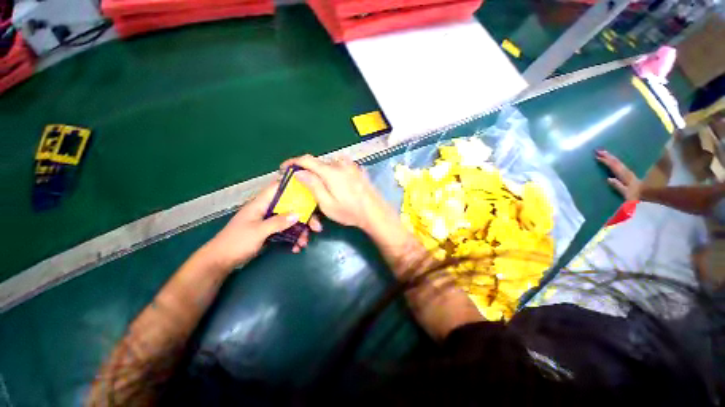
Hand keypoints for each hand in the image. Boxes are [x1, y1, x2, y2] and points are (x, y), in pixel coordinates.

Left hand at [205, 181, 322, 269]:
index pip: (278, 187)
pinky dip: (293, 238)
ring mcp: (270, 221)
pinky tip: (295, 248)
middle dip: (305, 216)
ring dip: (301, 231)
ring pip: (291, 220)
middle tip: (316, 227)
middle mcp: (268, 209)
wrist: (221, 262)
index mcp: (261, 203)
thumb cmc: (236, 242)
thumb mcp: (257, 232)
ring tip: (304, 243)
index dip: (294, 186)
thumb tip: (298, 214)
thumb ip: (277, 222)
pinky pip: (287, 231)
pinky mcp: (271, 232)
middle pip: (291, 206)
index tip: (311, 190)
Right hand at [280, 155, 395, 233]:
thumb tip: (299, 172)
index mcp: (331, 172)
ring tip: (320, 185)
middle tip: (303, 183)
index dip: (293, 162)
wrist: (375, 212)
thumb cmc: (350, 212)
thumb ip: (313, 186)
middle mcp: (340, 164)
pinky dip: (332, 171)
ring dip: (320, 171)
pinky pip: (339, 166)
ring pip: (329, 164)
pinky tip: (335, 184)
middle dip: (307, 170)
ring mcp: (351, 165)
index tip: (284, 169)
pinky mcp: (357, 169)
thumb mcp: (327, 204)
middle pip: (318, 162)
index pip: (307, 160)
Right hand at [596, 150, 641, 200]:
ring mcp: (628, 171)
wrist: (648, 194)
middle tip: (598, 150)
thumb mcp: (627, 194)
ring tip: (604, 152)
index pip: (613, 166)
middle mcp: (626, 171)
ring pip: (618, 162)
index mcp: (624, 175)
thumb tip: (608, 179)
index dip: (605, 161)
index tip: (597, 157)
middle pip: (616, 162)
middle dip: (607, 156)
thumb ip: (618, 186)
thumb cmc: (635, 195)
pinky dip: (615, 160)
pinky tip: (612, 159)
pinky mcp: (628, 173)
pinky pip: (620, 164)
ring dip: (611, 156)